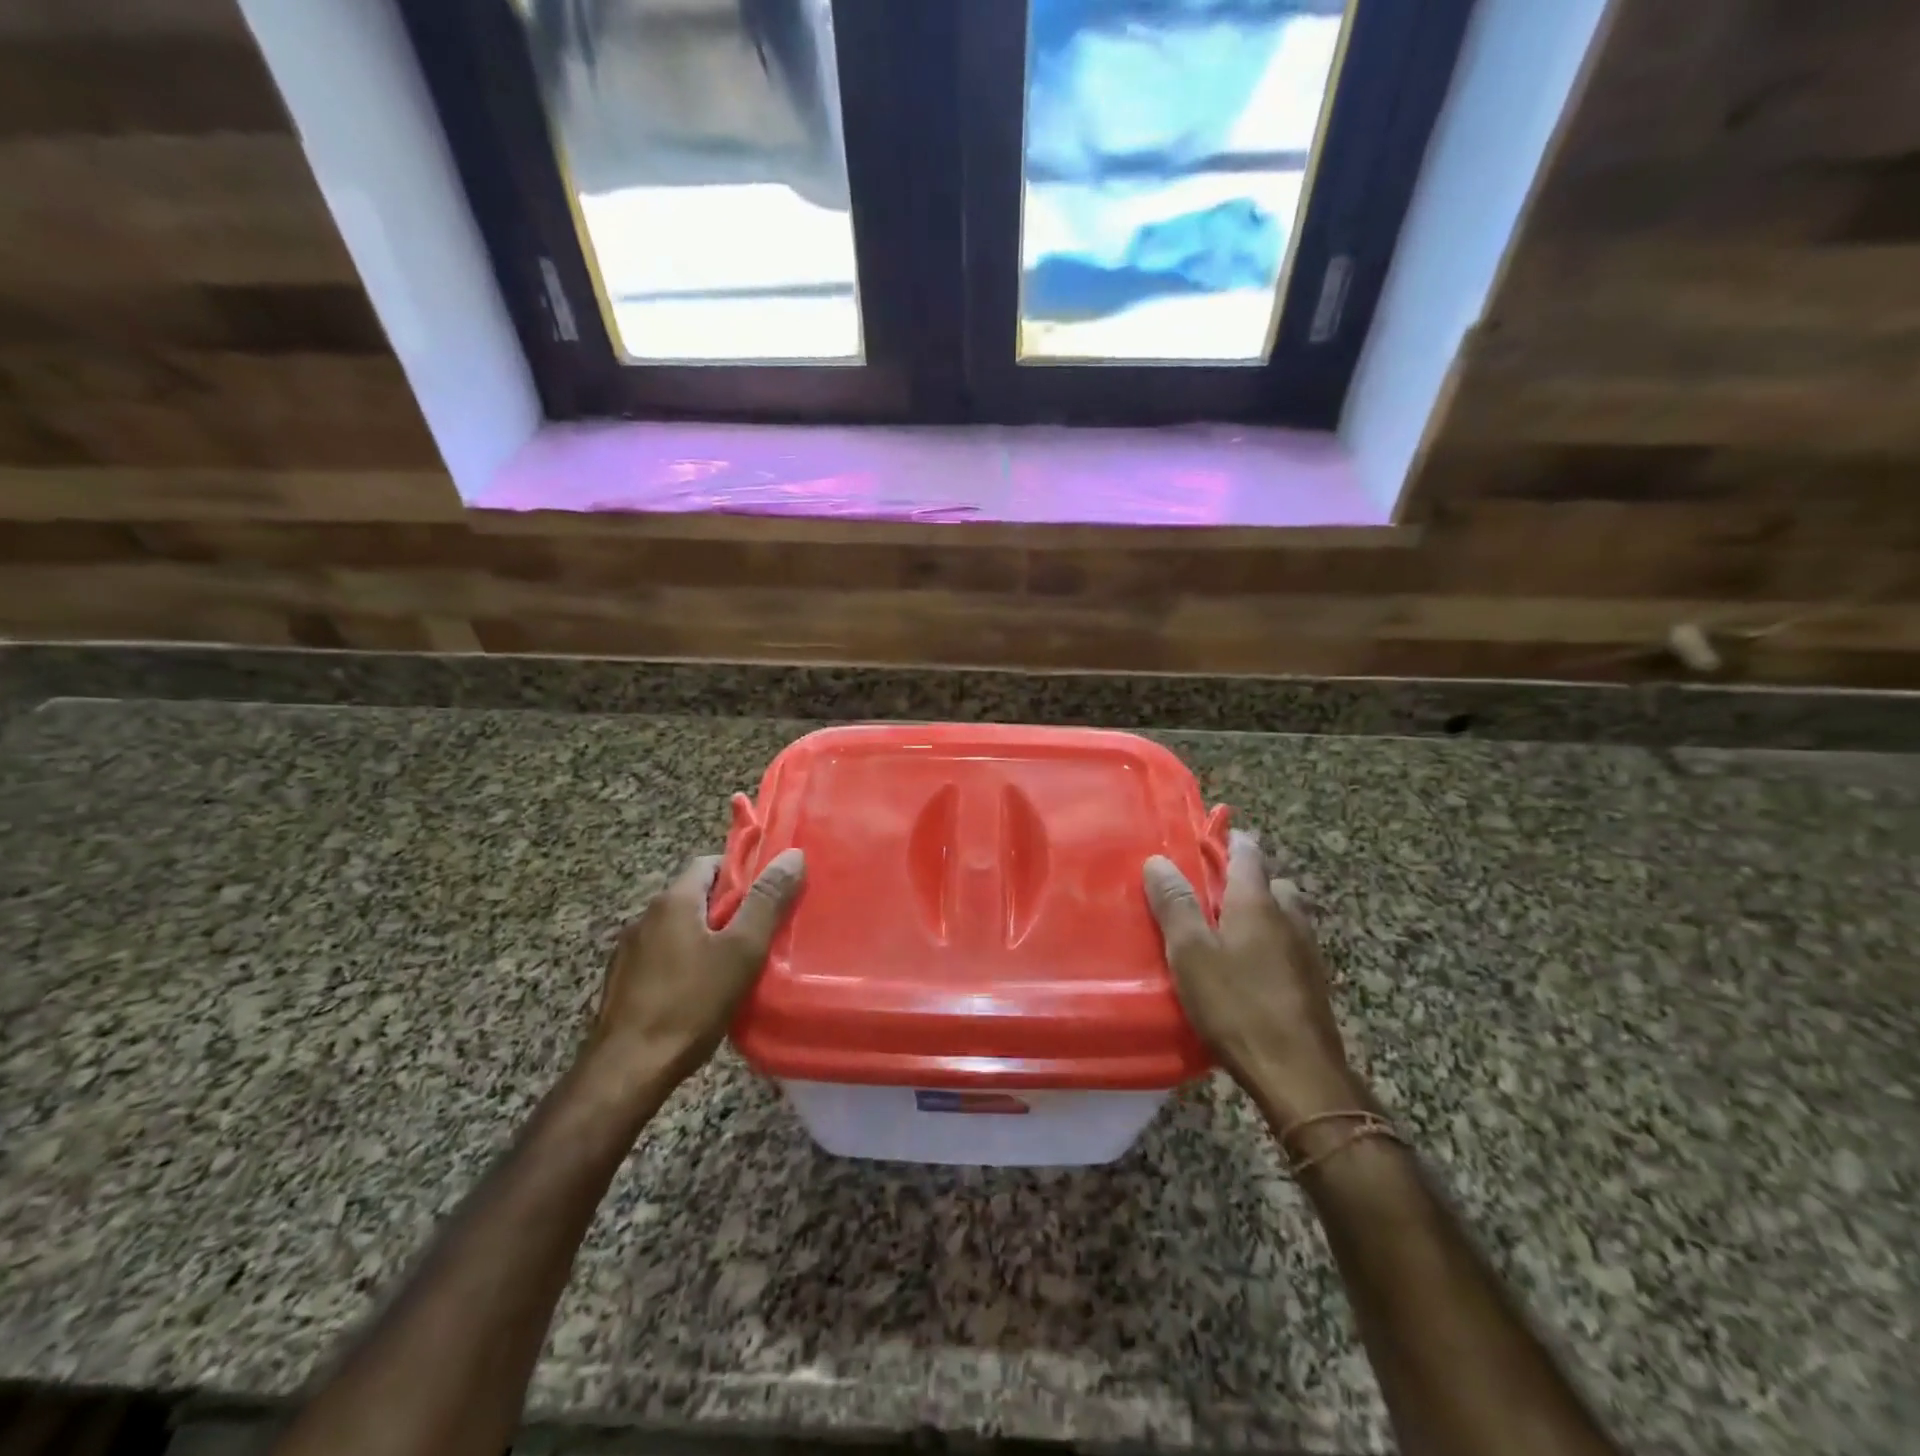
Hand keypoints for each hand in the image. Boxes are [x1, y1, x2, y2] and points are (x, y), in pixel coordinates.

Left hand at [584, 849, 805, 1095]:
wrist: (628, 1070)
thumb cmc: (691, 1003)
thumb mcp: (742, 950)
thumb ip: (767, 901)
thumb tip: (792, 856)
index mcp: (673, 901)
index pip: (710, 863)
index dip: (742, 872)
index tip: (768, 895)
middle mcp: (646, 917)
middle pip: (696, 896)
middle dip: (729, 909)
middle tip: (762, 932)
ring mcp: (629, 951)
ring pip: (679, 929)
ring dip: (707, 938)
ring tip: (737, 964)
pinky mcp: (623, 983)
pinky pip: (664, 957)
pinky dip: (686, 962)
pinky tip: (703, 991)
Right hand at [1144, 831, 1366, 1125]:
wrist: (1297, 1072)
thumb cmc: (1236, 1004)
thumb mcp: (1190, 952)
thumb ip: (1175, 904)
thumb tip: (1158, 860)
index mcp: (1257, 902)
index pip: (1249, 853)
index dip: (1230, 840)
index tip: (1207, 839)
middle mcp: (1289, 916)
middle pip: (1272, 882)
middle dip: (1247, 879)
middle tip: (1212, 892)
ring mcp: (1307, 950)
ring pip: (1286, 914)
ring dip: (1263, 911)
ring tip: (1230, 929)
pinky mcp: (1314, 982)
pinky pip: (1291, 944)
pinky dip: (1273, 942)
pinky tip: (1252, 967)